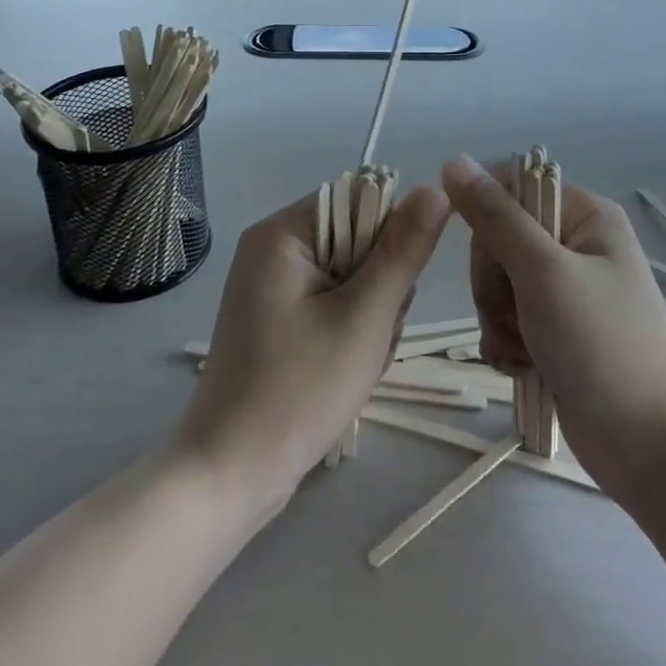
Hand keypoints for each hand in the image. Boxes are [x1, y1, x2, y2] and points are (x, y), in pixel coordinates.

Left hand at [173, 185, 451, 516]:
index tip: (393, 291)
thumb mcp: (363, 317)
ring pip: (352, 276)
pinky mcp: (277, 319)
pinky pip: (333, 304)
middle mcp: (272, 249)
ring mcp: (272, 286)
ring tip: (357, 360)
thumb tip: (436, 189)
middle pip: (357, 239)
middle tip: (370, 336)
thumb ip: (402, 251)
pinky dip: (350, 331)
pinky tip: (345, 369)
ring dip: (370, 315)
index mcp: (282, 234)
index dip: (390, 239)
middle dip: (379, 287)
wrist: (229, 476)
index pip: (360, 201)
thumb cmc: (298, 391)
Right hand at [442, 154, 665, 509]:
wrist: (649, 447)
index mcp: (584, 215)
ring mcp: (564, 291)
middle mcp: (575, 245)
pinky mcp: (553, 332)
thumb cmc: (602, 345)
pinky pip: (505, 321)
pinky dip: (506, 343)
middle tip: (519, 313)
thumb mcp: (544, 271)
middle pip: (497, 241)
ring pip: (496, 285)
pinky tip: (524, 367)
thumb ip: (495, 216)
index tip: (495, 260)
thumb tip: (454, 160)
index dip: (489, 222)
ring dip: (498, 319)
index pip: (510, 189)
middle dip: (495, 283)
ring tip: (527, 349)